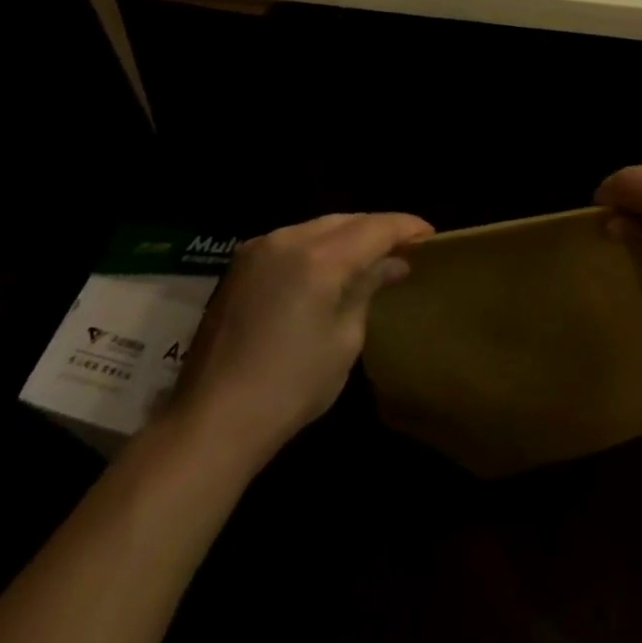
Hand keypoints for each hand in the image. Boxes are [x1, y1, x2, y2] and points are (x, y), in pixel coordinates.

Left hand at [171, 213, 432, 450]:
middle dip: (378, 230)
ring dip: (348, 236)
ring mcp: (260, 248)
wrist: (210, 422)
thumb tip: (392, 264)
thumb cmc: (290, 387)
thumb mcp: (344, 339)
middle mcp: (288, 239)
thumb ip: (368, 288)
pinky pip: (293, 240)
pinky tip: (330, 267)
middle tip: (404, 249)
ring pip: (319, 226)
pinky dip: (319, 246)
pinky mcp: (241, 264)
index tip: (431, 237)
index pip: (376, 227)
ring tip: (371, 257)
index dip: (406, 228)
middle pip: (348, 220)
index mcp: (319, 258)